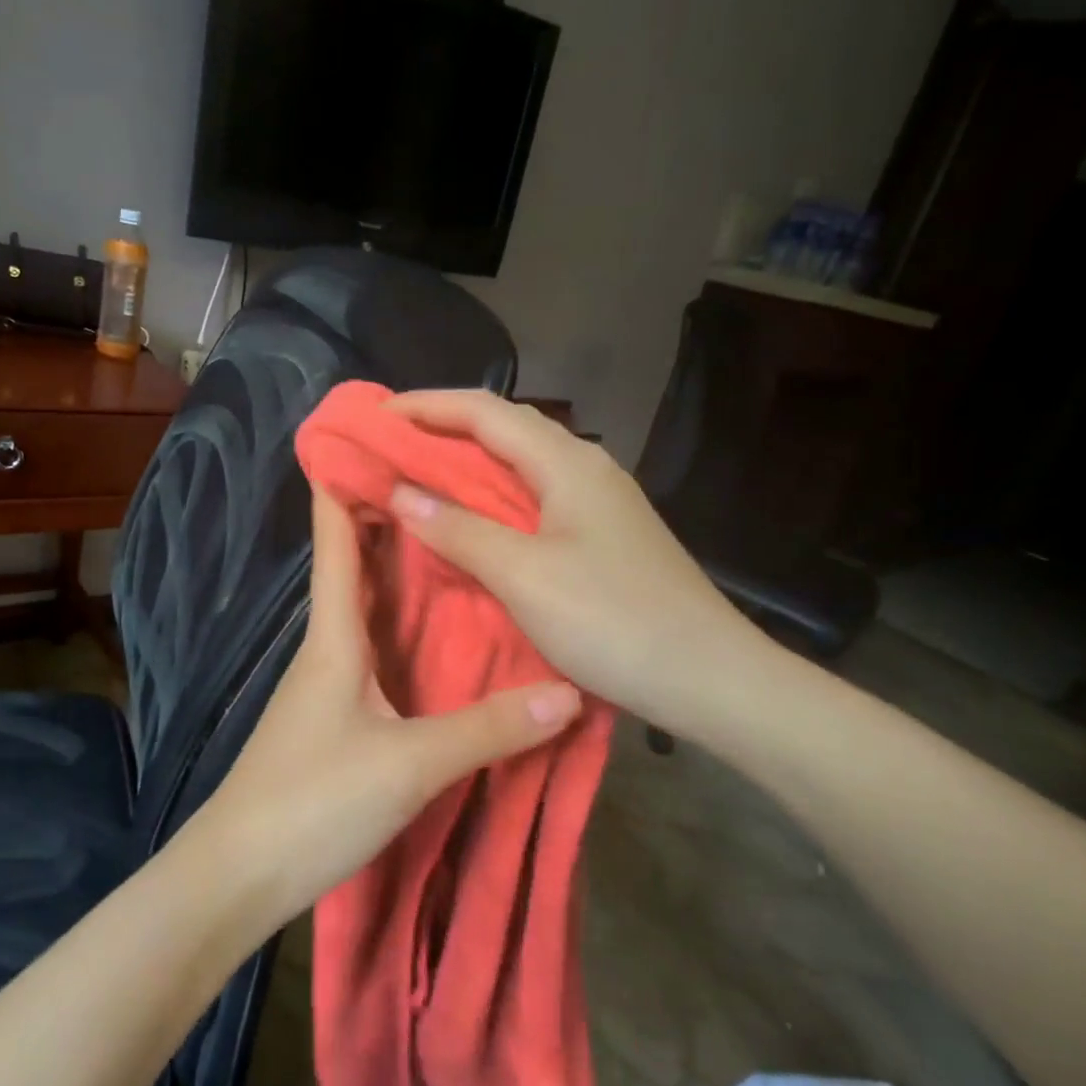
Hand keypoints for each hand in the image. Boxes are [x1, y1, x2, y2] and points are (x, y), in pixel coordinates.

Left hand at [193, 483, 582, 924]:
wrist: (240, 873)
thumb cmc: (313, 801)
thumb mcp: (410, 764)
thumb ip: (487, 728)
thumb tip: (567, 693)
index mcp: (333, 634)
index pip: (335, 538)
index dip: (346, 483)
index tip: (374, 435)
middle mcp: (328, 644)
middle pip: (356, 564)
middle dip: (391, 518)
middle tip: (448, 481)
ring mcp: (328, 682)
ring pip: (368, 606)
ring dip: (401, 570)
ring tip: (456, 539)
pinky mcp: (336, 716)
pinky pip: (375, 650)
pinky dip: (404, 625)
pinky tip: (439, 631)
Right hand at [383, 389, 771, 738]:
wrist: (709, 678)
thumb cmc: (613, 620)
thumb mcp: (524, 576)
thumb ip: (459, 530)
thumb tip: (400, 492)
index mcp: (567, 463)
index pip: (485, 411)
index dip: (426, 406)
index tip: (376, 415)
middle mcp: (585, 468)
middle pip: (505, 428)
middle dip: (443, 428)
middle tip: (390, 443)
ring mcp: (599, 503)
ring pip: (520, 463)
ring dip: (468, 462)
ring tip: (420, 473)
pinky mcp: (603, 535)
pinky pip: (534, 497)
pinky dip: (492, 496)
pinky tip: (474, 519)